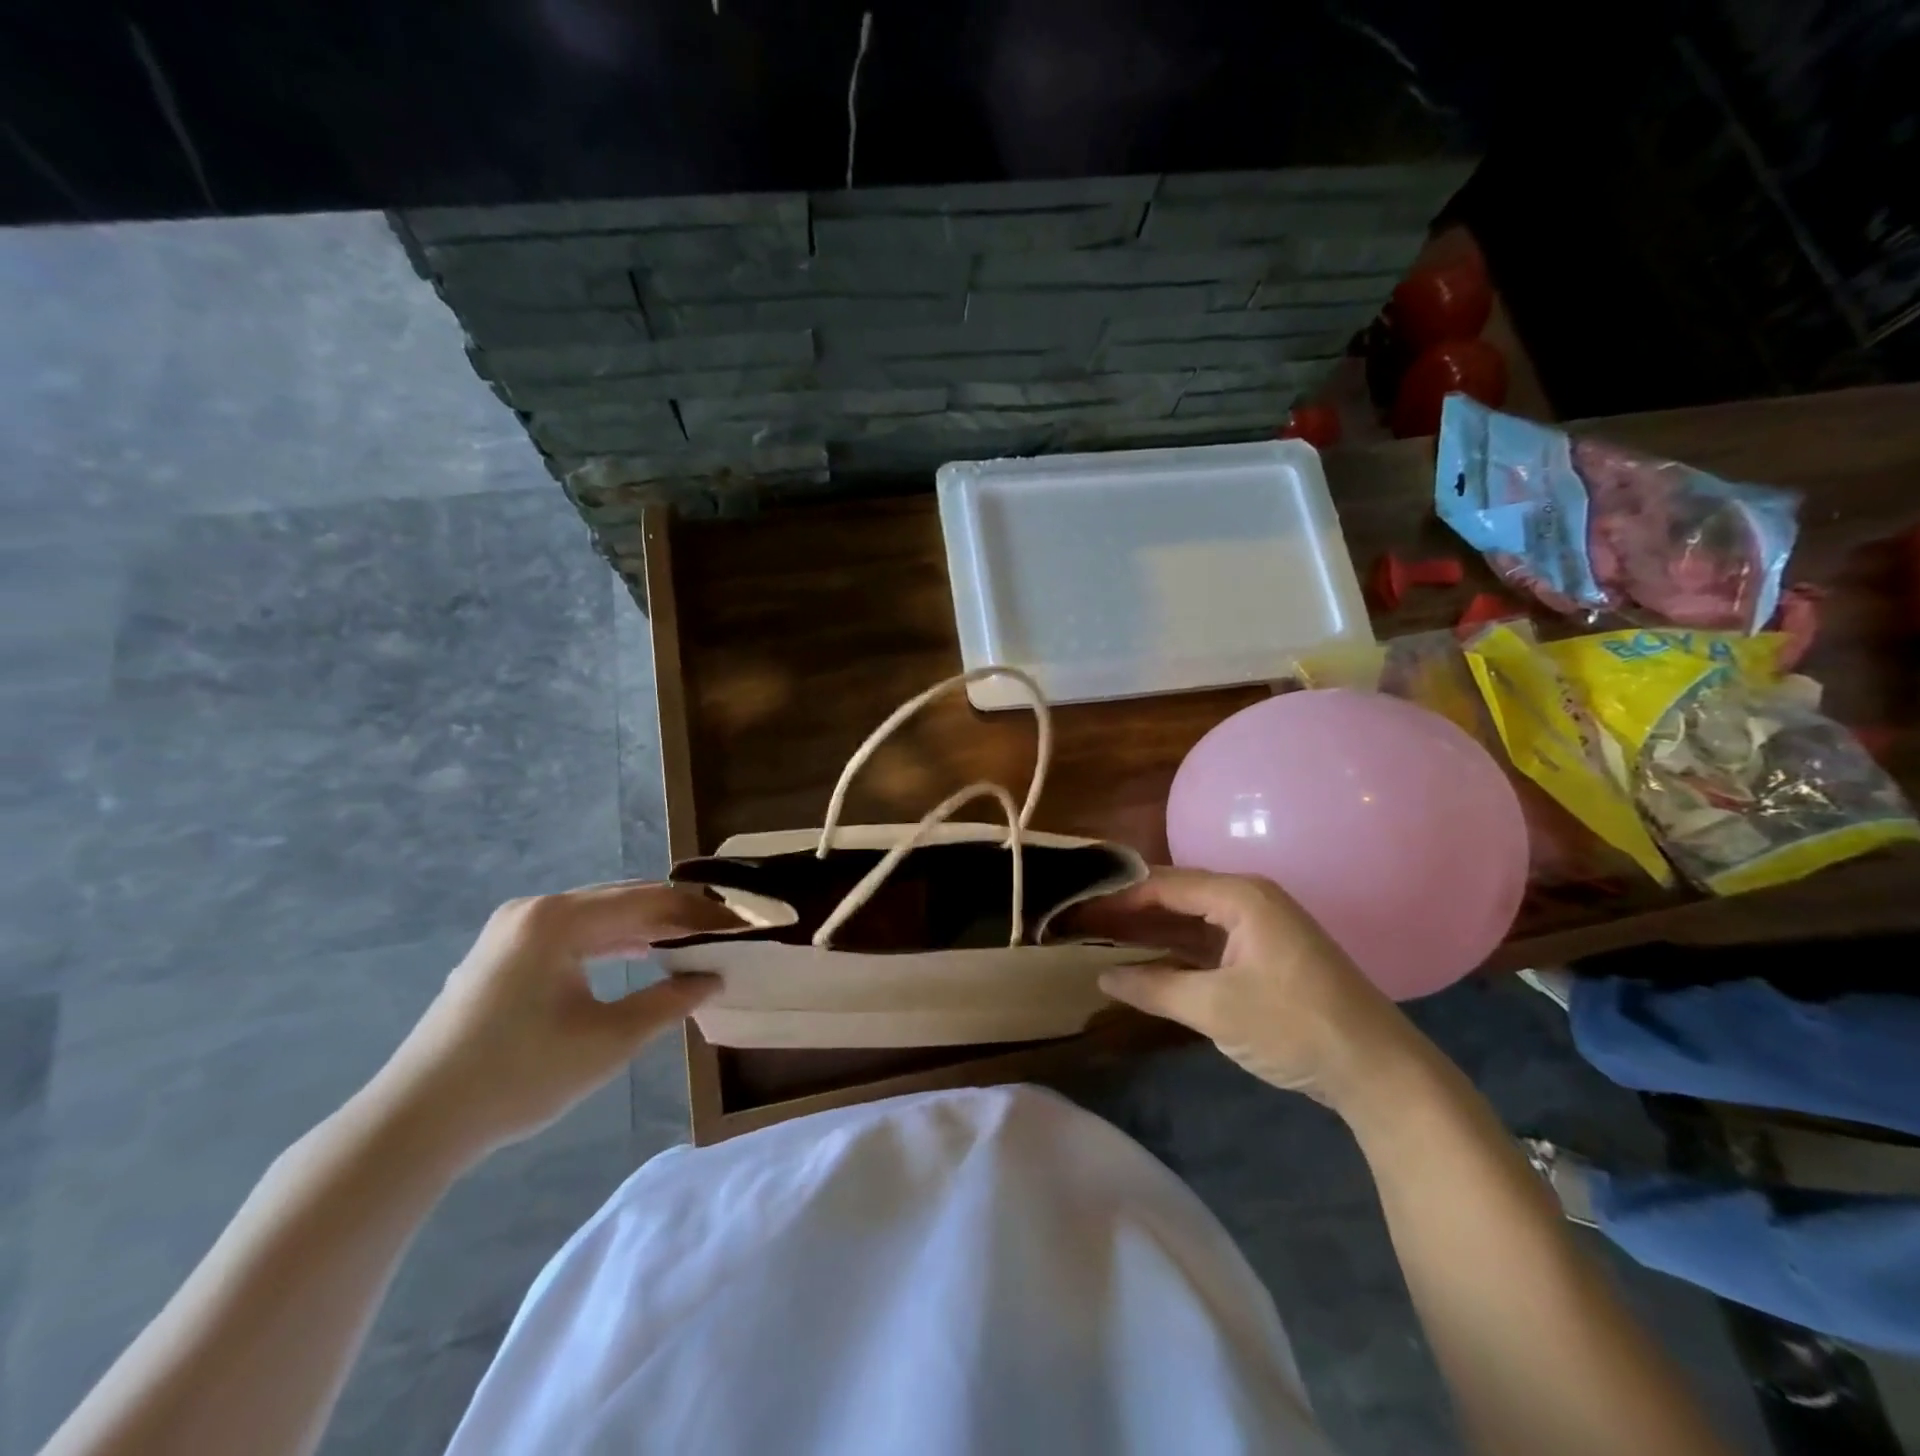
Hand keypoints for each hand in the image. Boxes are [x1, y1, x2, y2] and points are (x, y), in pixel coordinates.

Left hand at [368, 882, 739, 1161]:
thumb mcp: (609, 1040)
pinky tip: (640, 954)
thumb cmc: (519, 1077)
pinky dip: (613, 941)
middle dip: (677, 915)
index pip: (650, 901)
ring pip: (600, 915)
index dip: (700, 913)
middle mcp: (536, 909)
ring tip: (691, 943)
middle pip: (625, 899)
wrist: (415, 1123)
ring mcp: (514, 928)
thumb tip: (713, 979)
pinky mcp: (503, 952)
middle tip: (721, 935)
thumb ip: (668, 1002)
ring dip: (647, 927)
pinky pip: (574, 932)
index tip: (739, 928)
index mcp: (559, 918)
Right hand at [1086, 868, 1425, 1110]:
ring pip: (1188, 921)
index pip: (1163, 883)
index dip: (1117, 894)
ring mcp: (1257, 929)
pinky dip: (1172, 951)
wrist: (1380, 1072)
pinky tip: (1140, 959)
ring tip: (1095, 934)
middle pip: (1174, 897)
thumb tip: (1103, 978)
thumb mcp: (1216, 1008)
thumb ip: (1154, 988)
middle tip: (1077, 919)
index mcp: (1240, 897)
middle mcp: (1247, 901)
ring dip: (1147, 930)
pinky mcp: (1262, 957)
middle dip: (1126, 910)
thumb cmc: (1295, 1027)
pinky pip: (1205, 943)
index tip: (1075, 904)